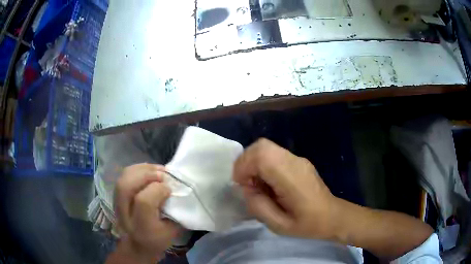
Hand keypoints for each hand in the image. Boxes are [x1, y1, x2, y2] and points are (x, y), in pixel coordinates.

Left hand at [114, 163, 179, 262]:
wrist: (136, 244)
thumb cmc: (157, 239)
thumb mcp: (172, 232)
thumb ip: (174, 212)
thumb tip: (175, 190)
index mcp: (141, 227)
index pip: (143, 202)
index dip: (158, 190)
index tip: (170, 189)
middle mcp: (125, 214)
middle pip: (127, 187)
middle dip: (146, 175)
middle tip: (162, 175)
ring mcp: (117, 203)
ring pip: (123, 178)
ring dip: (141, 170)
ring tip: (157, 170)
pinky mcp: (116, 195)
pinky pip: (124, 176)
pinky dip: (137, 169)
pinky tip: (148, 170)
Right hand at [233, 139, 337, 239]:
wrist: (332, 216)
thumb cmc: (308, 224)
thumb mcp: (279, 226)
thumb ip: (259, 206)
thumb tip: (247, 189)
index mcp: (292, 178)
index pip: (262, 155)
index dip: (244, 166)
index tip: (242, 185)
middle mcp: (295, 162)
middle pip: (262, 146)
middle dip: (246, 162)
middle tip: (247, 184)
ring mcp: (298, 159)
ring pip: (266, 148)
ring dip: (254, 164)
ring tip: (258, 186)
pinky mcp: (298, 161)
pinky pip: (274, 154)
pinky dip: (263, 165)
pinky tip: (269, 184)